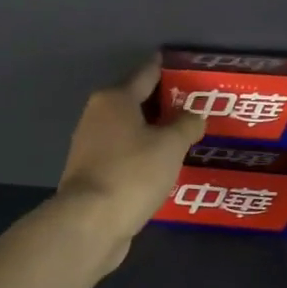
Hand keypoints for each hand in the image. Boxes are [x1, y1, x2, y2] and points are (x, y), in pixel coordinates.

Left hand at [55, 59, 205, 268]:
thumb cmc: (132, 173)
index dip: (166, 68)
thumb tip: (194, 116)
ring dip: (153, 132)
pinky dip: (143, 155)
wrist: (90, 222)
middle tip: (196, 106)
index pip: (146, 74)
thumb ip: (186, 125)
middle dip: (164, 104)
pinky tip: (162, 165)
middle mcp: (98, 116)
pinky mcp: (92, 173)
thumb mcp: (170, 146)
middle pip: (136, 102)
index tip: (183, 65)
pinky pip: (125, 154)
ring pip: (130, 130)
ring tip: (184, 137)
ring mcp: (91, 146)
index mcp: (115, 99)